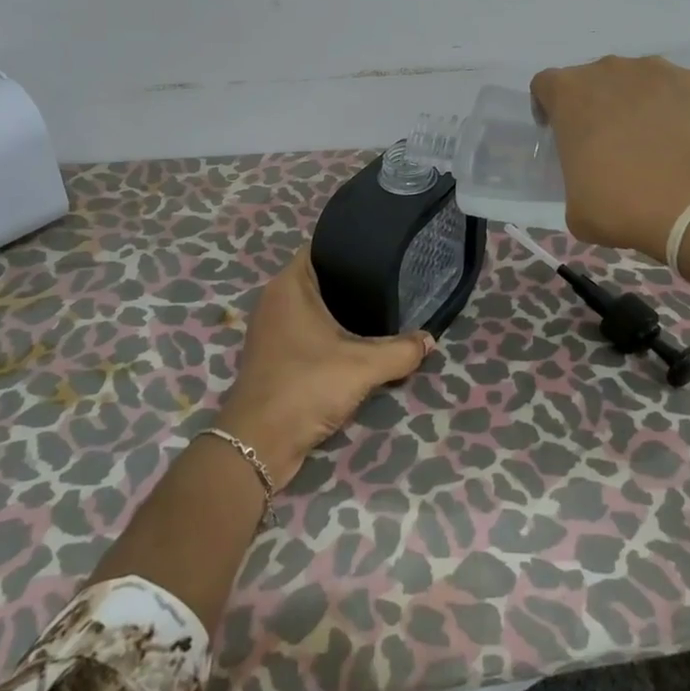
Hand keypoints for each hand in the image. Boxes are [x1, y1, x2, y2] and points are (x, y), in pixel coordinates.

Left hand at [216, 249, 434, 489]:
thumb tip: (430, 339)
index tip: (380, 253)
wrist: (259, 443)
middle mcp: (274, 300)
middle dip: (350, 281)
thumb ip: (401, 350)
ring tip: (378, 311)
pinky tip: (354, 343)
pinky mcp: (272, 356)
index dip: (349, 246)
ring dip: (339, 313)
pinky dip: (326, 335)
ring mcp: (270, 329)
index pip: (320, 248)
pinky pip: (304, 332)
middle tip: (388, 282)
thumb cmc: (307, 385)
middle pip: (319, 278)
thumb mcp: (364, 366)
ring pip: (311, 308)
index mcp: (289, 285)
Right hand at [531, 55, 689, 258]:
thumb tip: (593, 179)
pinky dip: (675, 108)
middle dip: (596, 104)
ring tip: (651, 141)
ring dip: (635, 103)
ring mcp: (656, 70)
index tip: (559, 132)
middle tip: (607, 142)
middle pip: (593, 79)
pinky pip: (676, 91)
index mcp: (569, 93)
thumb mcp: (575, 206)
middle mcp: (608, 70)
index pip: (546, 85)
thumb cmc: (621, 205)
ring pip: (636, 80)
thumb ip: (575, 177)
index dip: (548, 107)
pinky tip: (683, 141)